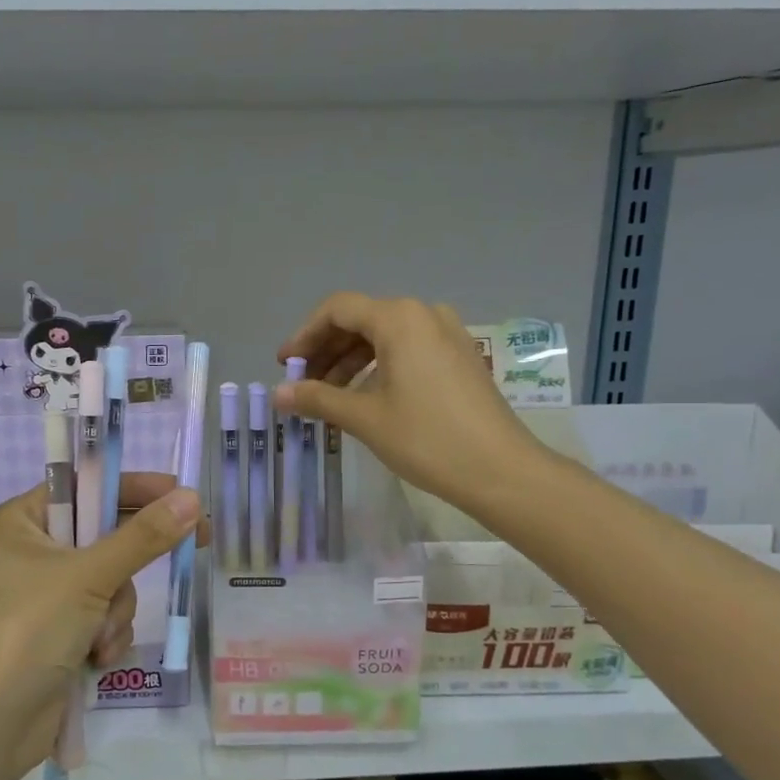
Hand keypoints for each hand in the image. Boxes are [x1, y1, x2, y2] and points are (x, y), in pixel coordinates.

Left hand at [0, 473, 204, 779]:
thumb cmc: (27, 631)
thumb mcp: (88, 577)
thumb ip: (143, 537)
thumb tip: (192, 498)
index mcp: (21, 521)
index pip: (86, 486)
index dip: (135, 489)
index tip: (182, 495)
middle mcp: (31, 552)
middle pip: (105, 537)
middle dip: (126, 568)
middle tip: (191, 546)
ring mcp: (44, 596)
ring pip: (112, 582)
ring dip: (115, 611)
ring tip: (97, 638)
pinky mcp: (58, 632)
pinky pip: (104, 616)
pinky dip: (107, 636)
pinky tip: (94, 659)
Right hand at [275, 292, 548, 518]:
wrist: (500, 470)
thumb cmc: (426, 438)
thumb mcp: (364, 417)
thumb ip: (317, 398)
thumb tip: (279, 394)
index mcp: (399, 318)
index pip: (337, 310)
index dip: (305, 335)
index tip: (285, 365)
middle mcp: (424, 314)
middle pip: (361, 320)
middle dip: (326, 350)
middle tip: (302, 383)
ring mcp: (447, 334)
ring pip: (385, 336)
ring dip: (350, 361)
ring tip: (328, 396)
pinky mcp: (460, 357)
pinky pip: (408, 349)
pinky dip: (379, 367)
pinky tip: (365, 396)